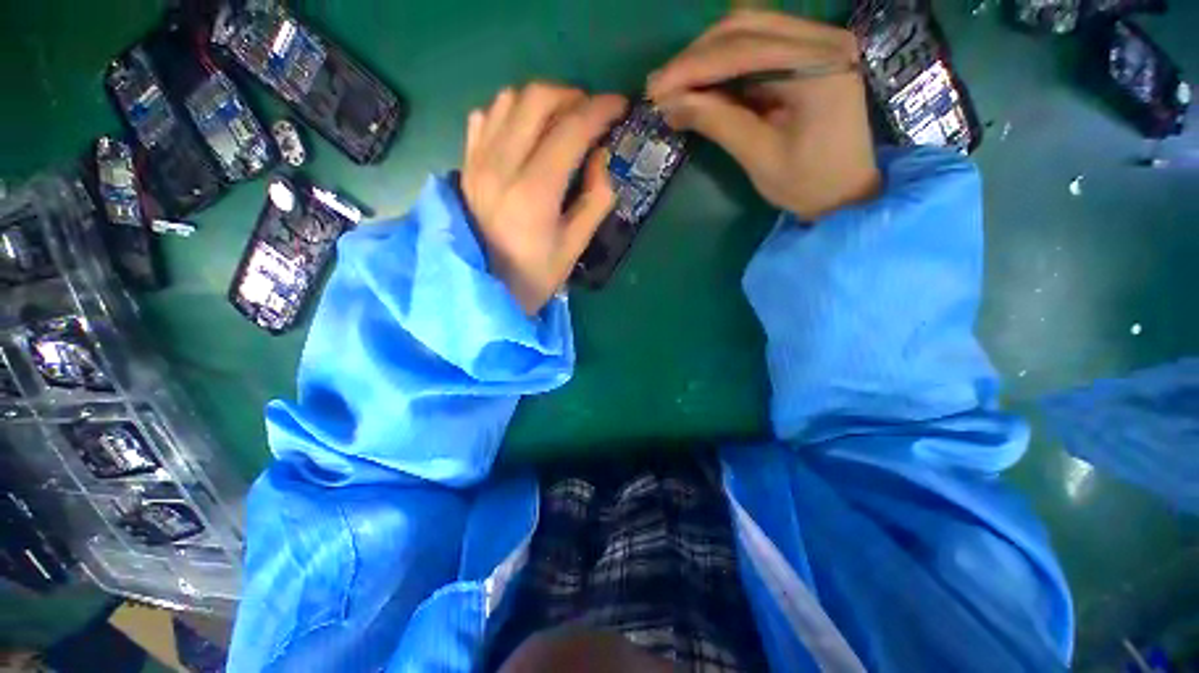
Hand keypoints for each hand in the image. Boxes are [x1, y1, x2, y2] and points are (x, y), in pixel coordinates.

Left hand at [462, 83, 627, 314]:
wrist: (485, 289)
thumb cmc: (536, 275)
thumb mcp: (575, 246)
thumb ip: (596, 199)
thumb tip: (601, 156)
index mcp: (534, 192)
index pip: (570, 130)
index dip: (600, 110)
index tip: (620, 106)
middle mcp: (501, 166)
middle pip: (536, 99)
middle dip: (572, 95)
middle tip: (591, 113)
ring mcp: (477, 161)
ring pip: (509, 99)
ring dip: (541, 100)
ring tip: (561, 120)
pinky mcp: (466, 164)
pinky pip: (486, 116)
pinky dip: (511, 112)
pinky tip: (525, 132)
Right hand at [647, 11, 880, 220]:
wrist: (846, 195)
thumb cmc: (808, 184)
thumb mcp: (759, 157)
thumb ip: (717, 122)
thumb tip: (670, 104)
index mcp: (819, 64)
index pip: (744, 49)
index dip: (693, 67)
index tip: (655, 89)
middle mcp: (822, 39)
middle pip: (746, 27)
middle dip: (696, 57)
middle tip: (660, 87)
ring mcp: (817, 44)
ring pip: (748, 32)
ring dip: (707, 58)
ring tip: (674, 86)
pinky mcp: (807, 57)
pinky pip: (757, 49)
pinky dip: (724, 67)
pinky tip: (700, 85)